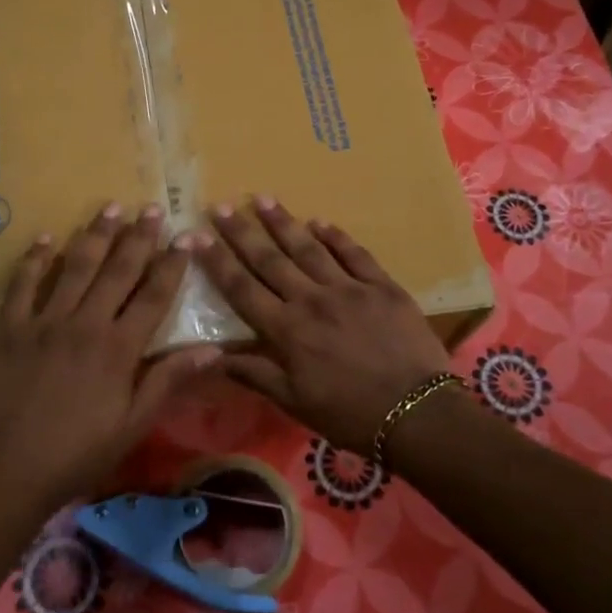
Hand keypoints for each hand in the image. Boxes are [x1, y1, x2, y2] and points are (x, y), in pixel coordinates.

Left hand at [0, 203, 220, 511]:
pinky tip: (47, 238)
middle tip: (150, 208)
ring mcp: (44, 323)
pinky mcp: (9, 330)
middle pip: (117, 271)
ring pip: (75, 268)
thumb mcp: (133, 425)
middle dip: (137, 237)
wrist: (8, 473)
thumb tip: (213, 349)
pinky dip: (35, 260)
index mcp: (119, 348)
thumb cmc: (78, 454)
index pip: (153, 295)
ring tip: (110, 207)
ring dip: (95, 236)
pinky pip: (22, 285)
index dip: (172, 264)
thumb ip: (168, 381)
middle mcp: (85, 324)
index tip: (186, 237)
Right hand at [190, 197, 450, 454]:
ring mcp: (348, 289)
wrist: (415, 413)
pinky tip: (320, 221)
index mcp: (286, 330)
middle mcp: (311, 300)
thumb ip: (255, 373)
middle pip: (270, 260)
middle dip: (243, 232)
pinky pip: (354, 254)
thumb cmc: (348, 414)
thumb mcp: (294, 402)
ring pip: (309, 248)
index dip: (216, 261)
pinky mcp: (382, 286)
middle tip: (223, 206)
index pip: (242, 288)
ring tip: (263, 198)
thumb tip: (212, 356)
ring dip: (284, 223)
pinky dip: (336, 236)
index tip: (196, 235)